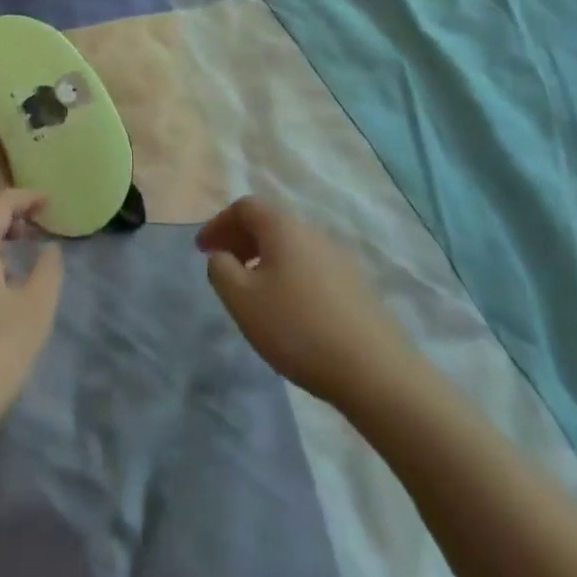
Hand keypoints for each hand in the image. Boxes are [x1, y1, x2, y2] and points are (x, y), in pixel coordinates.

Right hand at [197, 195, 414, 408]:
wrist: (374, 370)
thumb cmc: (298, 328)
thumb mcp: (243, 301)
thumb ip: (221, 271)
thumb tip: (221, 255)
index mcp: (283, 227)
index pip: (245, 206)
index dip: (219, 223)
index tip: (202, 249)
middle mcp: (312, 231)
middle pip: (269, 222)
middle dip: (240, 239)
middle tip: (222, 267)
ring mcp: (338, 257)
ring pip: (291, 245)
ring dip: (264, 258)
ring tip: (252, 291)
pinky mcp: (355, 285)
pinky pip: (310, 266)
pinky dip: (288, 274)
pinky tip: (287, 309)